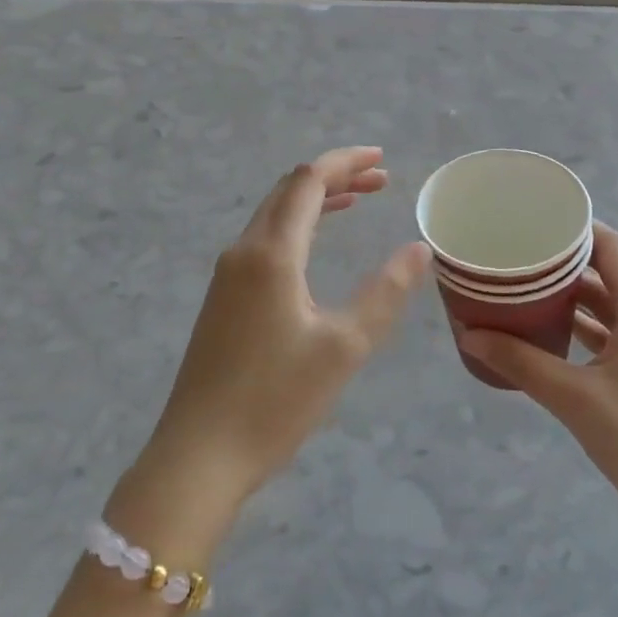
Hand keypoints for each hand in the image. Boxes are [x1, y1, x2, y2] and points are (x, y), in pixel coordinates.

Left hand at [111, 148, 430, 561]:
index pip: (308, 181)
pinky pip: (264, 240)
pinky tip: (315, 246)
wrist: (198, 456)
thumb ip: (385, 292)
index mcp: (271, 253)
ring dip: (315, 201)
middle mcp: (243, 251)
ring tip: (357, 202)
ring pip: (274, 214)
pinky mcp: (222, 298)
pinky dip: (297, 226)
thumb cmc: (275, 401)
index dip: (345, 163)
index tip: (382, 160)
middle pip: (289, 190)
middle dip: (334, 177)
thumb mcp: (344, 347)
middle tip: (380, 181)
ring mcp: (227, 275)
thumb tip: (418, 249)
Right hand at [456, 222, 617, 566]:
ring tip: (518, 288)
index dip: (574, 227)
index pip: (610, 246)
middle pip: (603, 272)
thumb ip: (522, 363)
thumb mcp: (577, 400)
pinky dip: (574, 329)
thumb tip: (469, 335)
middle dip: (559, 262)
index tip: (531, 220)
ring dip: (565, 297)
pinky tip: (540, 335)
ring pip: (602, 307)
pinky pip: (604, 336)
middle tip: (513, 255)